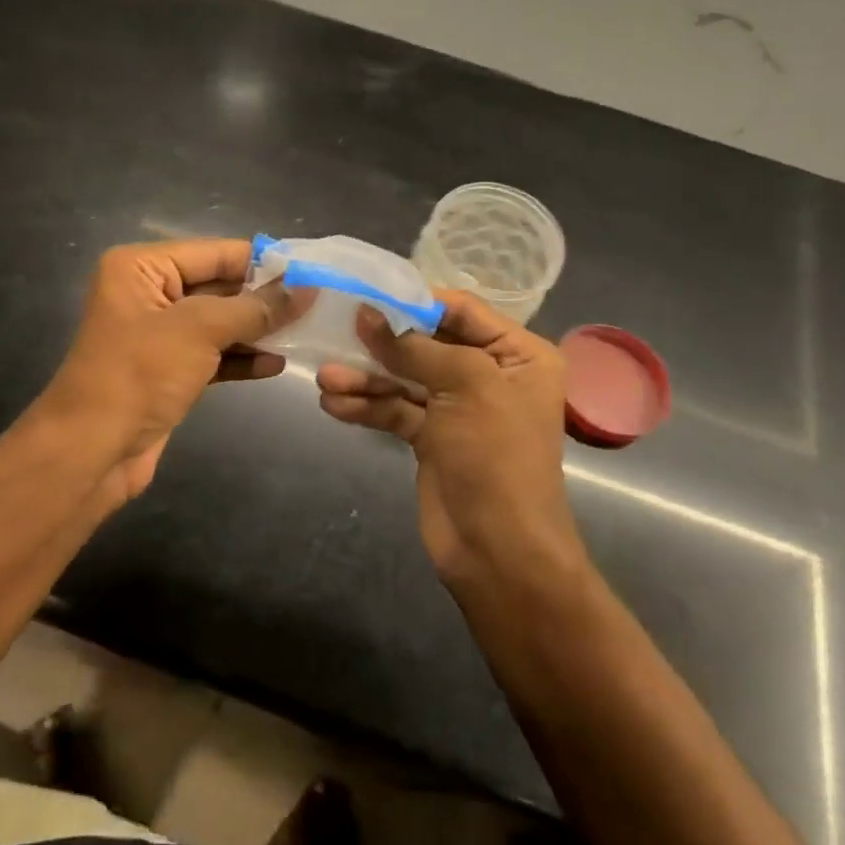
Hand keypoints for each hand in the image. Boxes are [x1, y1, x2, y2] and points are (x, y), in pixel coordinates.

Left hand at [40, 239, 305, 500]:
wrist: (92, 451)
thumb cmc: (139, 374)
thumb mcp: (200, 330)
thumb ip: (255, 307)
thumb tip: (306, 288)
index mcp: (141, 267)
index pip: (215, 253)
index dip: (263, 263)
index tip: (311, 272)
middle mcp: (148, 293)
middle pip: (219, 286)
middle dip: (264, 298)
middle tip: (316, 304)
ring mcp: (158, 335)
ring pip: (219, 323)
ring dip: (257, 330)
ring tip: (305, 333)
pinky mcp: (168, 372)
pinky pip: (213, 355)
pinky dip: (241, 358)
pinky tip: (276, 365)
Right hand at [317, 293, 581, 585]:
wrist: (499, 551)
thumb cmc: (496, 456)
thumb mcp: (465, 386)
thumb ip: (415, 348)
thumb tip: (368, 314)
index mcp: (518, 355)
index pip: (462, 310)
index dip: (415, 301)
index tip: (369, 292)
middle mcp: (490, 375)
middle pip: (428, 343)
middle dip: (383, 342)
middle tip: (338, 329)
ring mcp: (458, 408)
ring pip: (406, 378)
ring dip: (366, 377)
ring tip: (326, 378)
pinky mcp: (432, 438)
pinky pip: (396, 410)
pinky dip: (367, 406)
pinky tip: (334, 404)